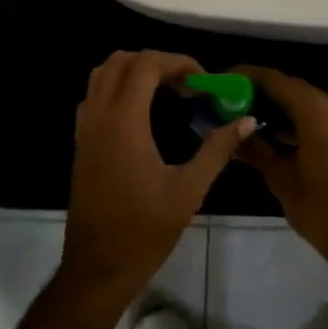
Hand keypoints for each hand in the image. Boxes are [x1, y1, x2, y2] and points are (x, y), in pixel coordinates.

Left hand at [62, 50, 254, 303]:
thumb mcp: (189, 190)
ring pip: (102, 74)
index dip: (177, 62)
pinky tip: (142, 114)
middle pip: (121, 61)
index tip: (203, 80)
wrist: (97, 267)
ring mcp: (85, 129)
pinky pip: (94, 96)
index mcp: (125, 122)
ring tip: (166, 92)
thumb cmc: (145, 230)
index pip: (146, 65)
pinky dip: (117, 88)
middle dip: (157, 62)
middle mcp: (99, 116)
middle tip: (186, 84)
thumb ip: (217, 149)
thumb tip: (246, 121)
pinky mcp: (81, 143)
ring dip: (134, 71)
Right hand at [233, 66, 327, 278]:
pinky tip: (279, 136)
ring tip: (251, 119)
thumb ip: (256, 150)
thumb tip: (231, 135)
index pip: (277, 81)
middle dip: (264, 93)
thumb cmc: (321, 209)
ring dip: (283, 109)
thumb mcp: (281, 179)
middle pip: (294, 89)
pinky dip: (301, 121)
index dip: (249, 76)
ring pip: (310, 104)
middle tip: (234, 101)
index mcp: (318, 111)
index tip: (226, 78)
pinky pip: (324, 118)